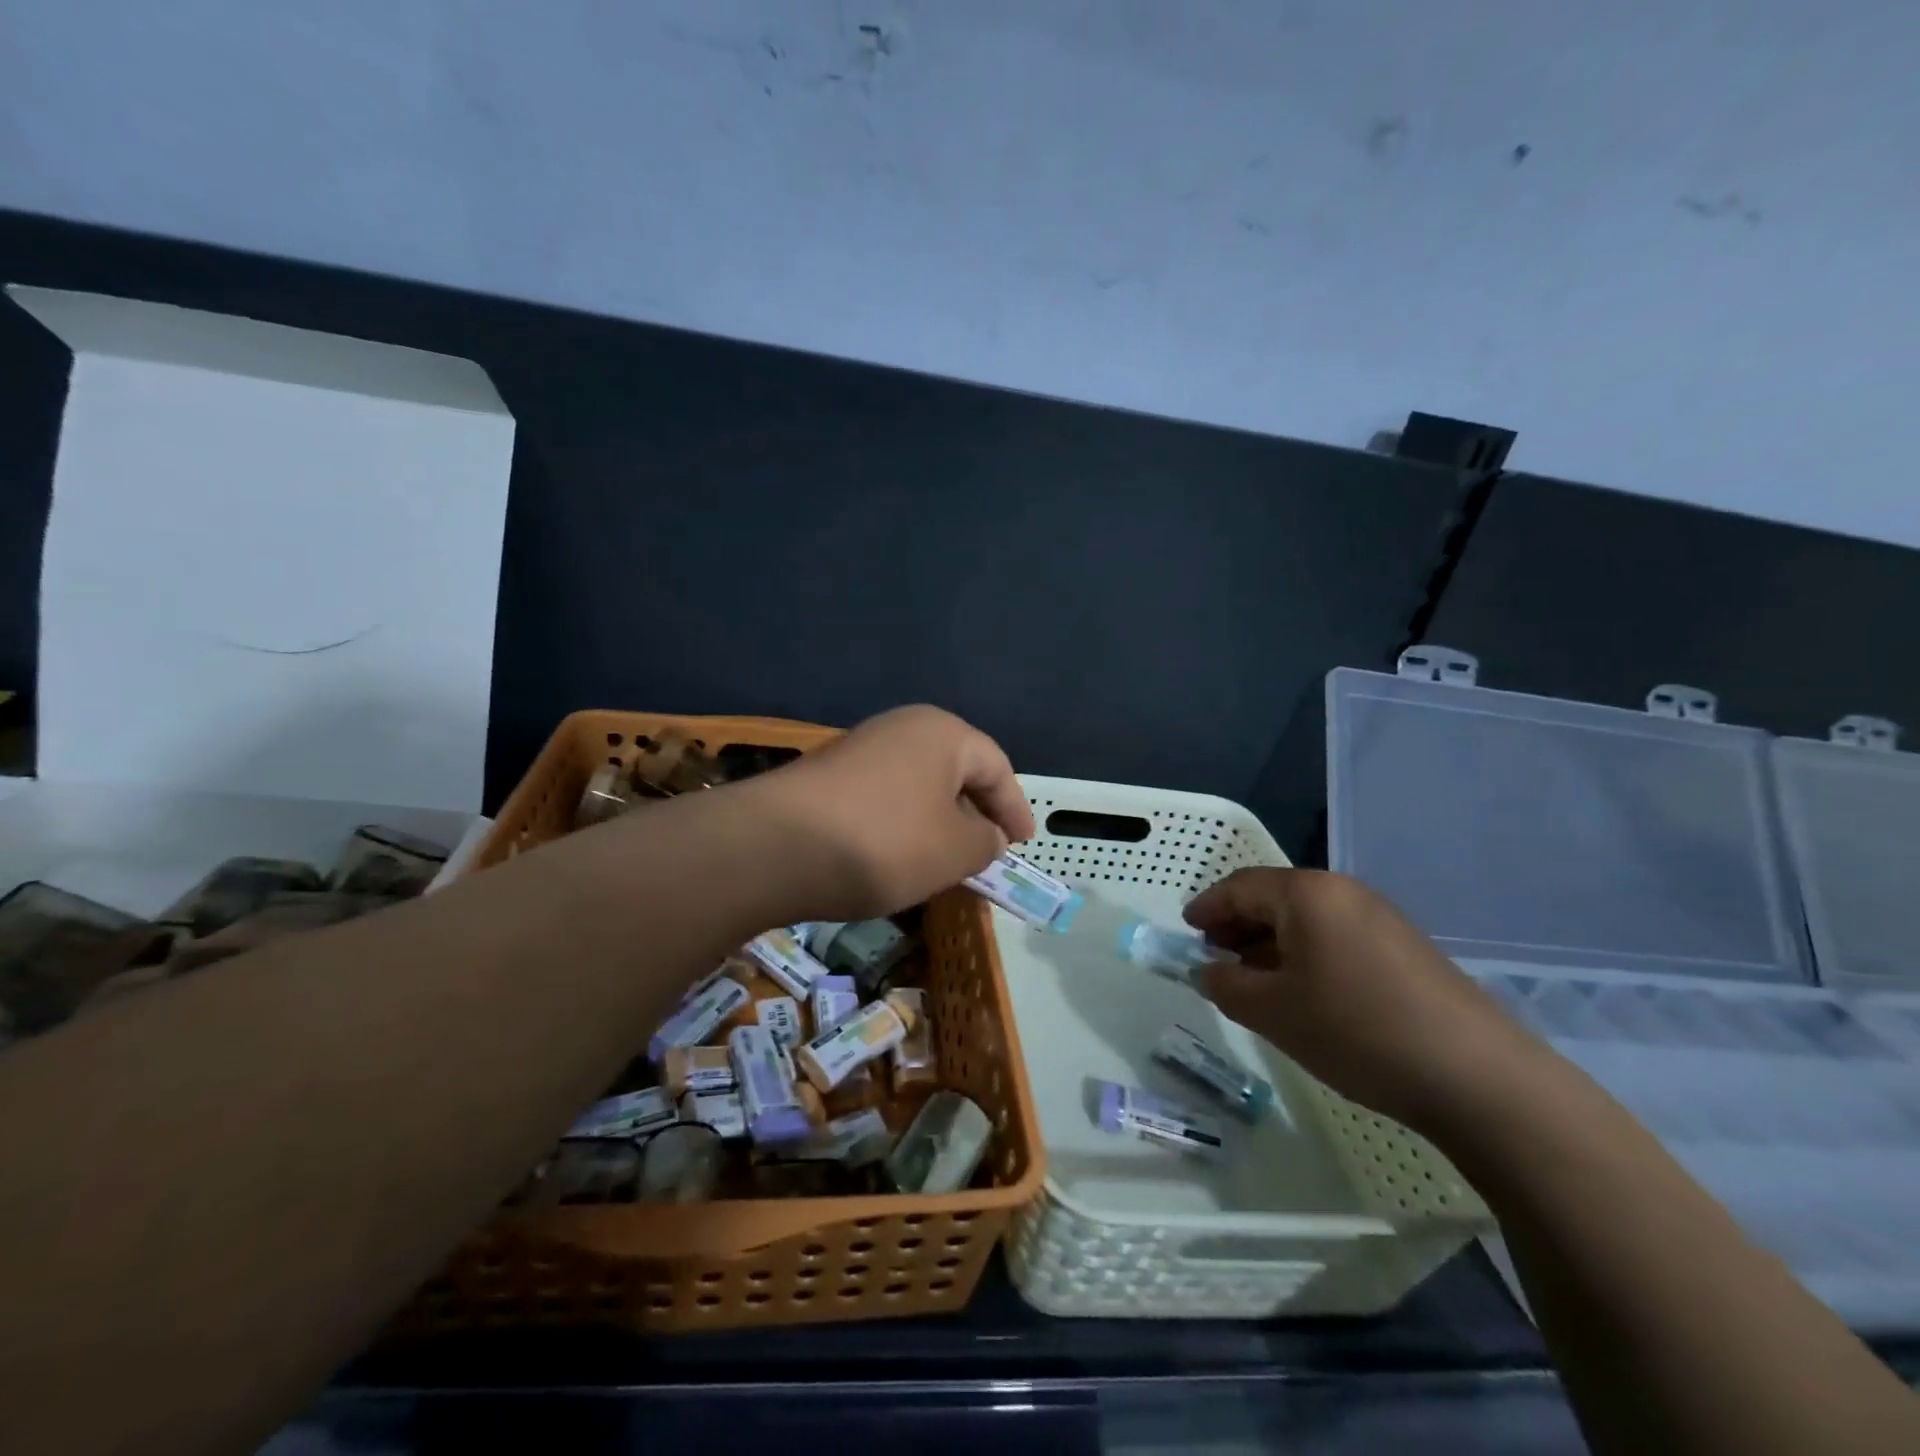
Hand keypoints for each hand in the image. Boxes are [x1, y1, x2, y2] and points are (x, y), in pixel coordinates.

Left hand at [751, 705, 1034, 920]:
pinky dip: (902, 825)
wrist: (774, 847)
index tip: (1023, 844)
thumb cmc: (884, 842)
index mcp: (942, 733)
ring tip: (944, 861)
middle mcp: (901, 729)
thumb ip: (985, 842)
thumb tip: (985, 835)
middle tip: (987, 851)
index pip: (996, 767)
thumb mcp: (955, 851)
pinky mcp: (827, 776)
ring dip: (937, 821)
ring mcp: (859, 749)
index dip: (1015, 808)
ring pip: (918, 786)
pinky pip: (884, 798)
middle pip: (955, 771)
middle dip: (975, 813)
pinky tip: (896, 857)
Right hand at [1185, 868, 1543, 1134]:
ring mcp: (1381, 918)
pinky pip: (1337, 936)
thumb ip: (1225, 985)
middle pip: (1274, 897)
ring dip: (1272, 942)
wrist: (1476, 1076)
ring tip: (1254, 979)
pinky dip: (1307, 954)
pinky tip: (1305, 991)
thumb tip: (1207, 970)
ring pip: (1307, 919)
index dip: (1207, 907)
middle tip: (1215, 956)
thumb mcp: (1272, 1012)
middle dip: (1238, 924)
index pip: (1240, 887)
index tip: (1186, 930)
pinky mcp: (1406, 947)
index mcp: (1307, 894)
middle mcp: (1343, 892)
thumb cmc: (1356, 1030)